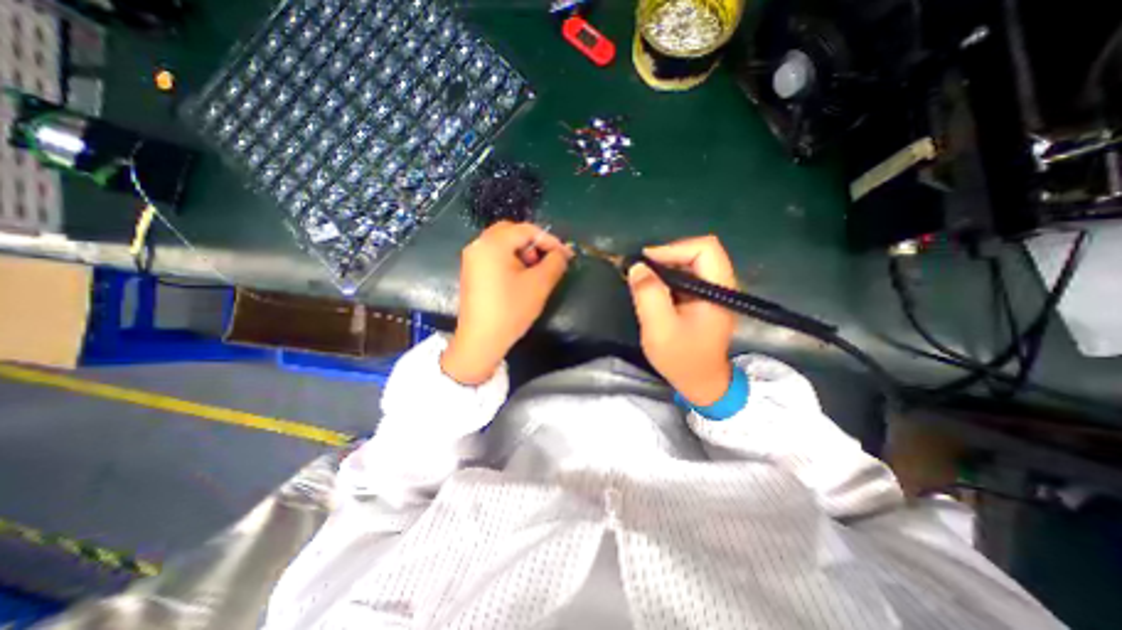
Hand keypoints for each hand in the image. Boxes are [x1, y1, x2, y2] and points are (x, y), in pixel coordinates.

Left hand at [444, 224, 573, 385]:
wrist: (481, 340)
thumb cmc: (511, 310)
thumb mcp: (539, 284)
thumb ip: (555, 262)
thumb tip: (562, 253)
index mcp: (493, 244)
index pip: (526, 230)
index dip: (550, 240)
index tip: (566, 255)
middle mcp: (478, 245)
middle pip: (511, 232)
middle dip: (534, 243)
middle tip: (547, 260)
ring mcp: (472, 259)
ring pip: (502, 244)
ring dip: (522, 251)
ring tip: (534, 271)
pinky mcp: (471, 272)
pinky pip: (494, 256)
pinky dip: (510, 260)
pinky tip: (519, 278)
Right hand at [628, 233, 743, 402]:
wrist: (701, 383)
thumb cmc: (682, 359)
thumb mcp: (659, 329)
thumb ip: (648, 295)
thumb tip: (637, 266)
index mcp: (718, 290)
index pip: (704, 249)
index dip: (674, 249)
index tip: (646, 262)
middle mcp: (721, 285)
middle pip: (698, 252)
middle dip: (667, 256)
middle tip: (641, 271)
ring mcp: (714, 292)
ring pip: (691, 262)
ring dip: (666, 267)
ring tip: (644, 280)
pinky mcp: (705, 299)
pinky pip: (687, 276)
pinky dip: (668, 277)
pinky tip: (654, 290)